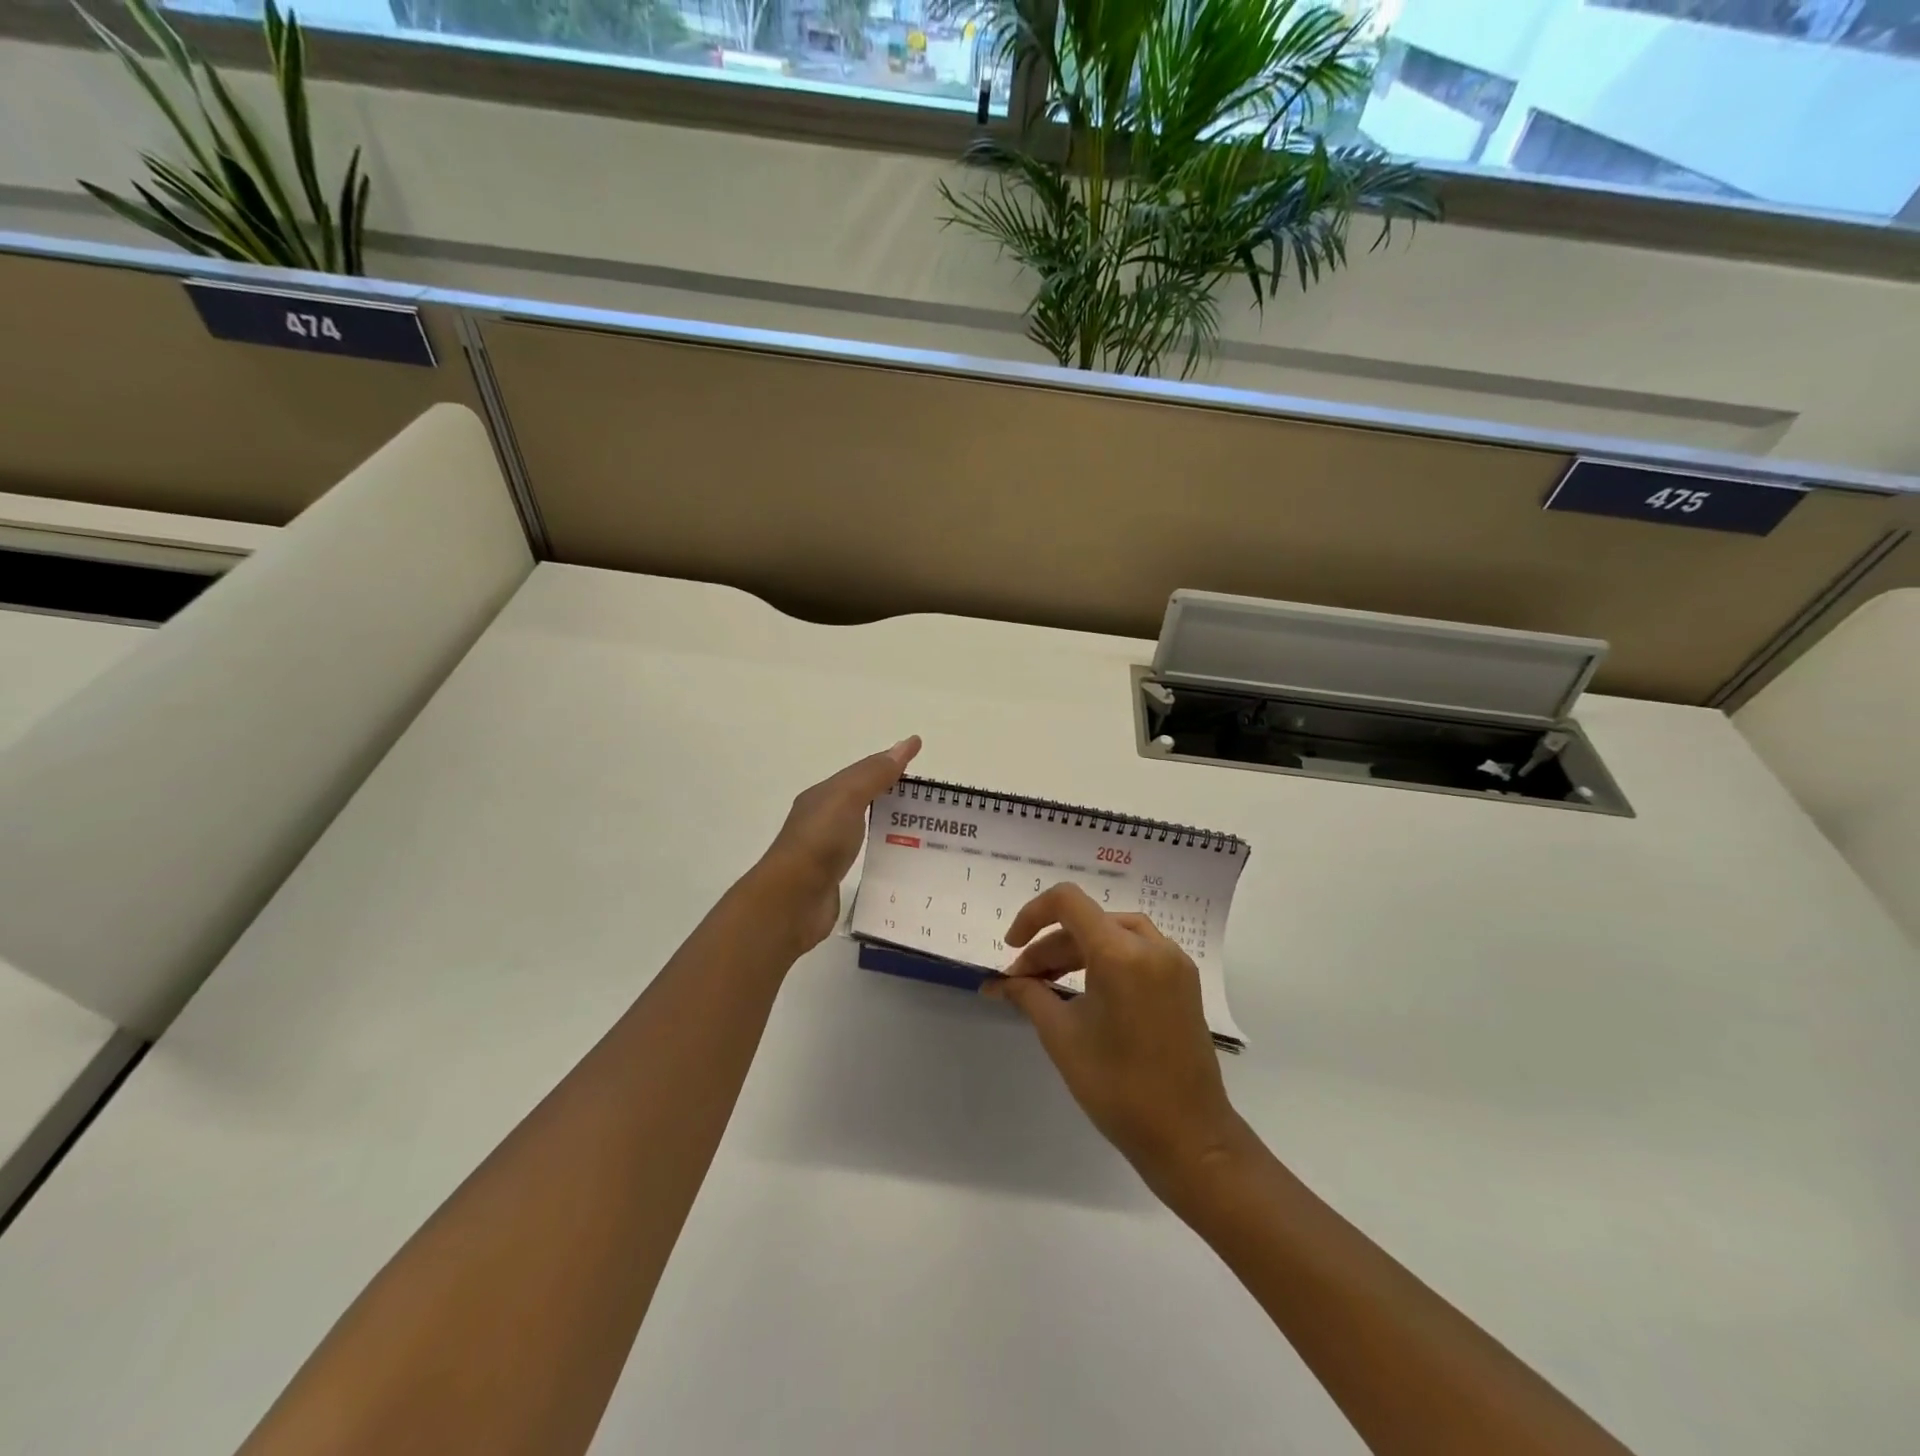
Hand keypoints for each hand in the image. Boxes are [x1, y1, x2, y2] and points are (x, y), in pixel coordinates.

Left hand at [754, 736, 920, 951]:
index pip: (862, 773)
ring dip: (886, 823)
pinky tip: (897, 859)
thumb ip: (875, 774)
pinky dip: (880, 851)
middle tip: (927, 797)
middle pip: (861, 799)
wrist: (792, 900)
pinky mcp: (833, 879)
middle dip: (890, 793)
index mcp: (823, 796)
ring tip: (922, 828)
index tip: (918, 756)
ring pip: (862, 828)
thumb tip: (906, 743)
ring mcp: (826, 851)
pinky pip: (862, 856)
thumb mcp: (848, 798)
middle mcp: (822, 820)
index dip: (889, 763)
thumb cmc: (819, 842)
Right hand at [983, 883, 1248, 1198]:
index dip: (1032, 915)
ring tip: (1049, 984)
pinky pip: (1137, 950)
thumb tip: (998, 982)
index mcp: (1121, 953)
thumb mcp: (1062, 1036)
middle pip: (1088, 921)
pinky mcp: (1184, 980)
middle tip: (1022, 981)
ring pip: (1113, 933)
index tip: (1011, 947)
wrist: (1189, 1136)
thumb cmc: (1118, 1087)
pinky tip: (1087, 988)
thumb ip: (1028, 995)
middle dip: (1050, 945)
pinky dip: (1106, 959)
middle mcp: (1152, 945)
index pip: (1067, 902)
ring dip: (1077, 950)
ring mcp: (1174, 961)